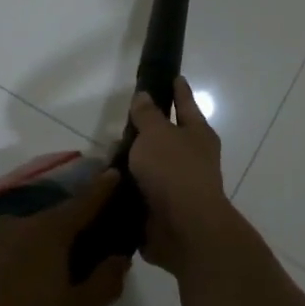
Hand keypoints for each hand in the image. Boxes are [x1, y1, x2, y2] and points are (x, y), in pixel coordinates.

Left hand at [0, 171, 128, 305]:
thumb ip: (103, 285)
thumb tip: (120, 256)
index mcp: (49, 233)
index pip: (84, 203)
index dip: (103, 190)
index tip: (115, 173)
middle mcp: (16, 224)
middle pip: (51, 223)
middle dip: (68, 234)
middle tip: (81, 257)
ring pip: (19, 241)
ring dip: (34, 255)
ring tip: (40, 286)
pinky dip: (5, 268)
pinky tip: (2, 298)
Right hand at [127, 78, 230, 276]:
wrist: (185, 229)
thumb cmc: (174, 171)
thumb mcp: (156, 134)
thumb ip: (147, 115)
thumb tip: (145, 97)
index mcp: (198, 134)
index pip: (186, 103)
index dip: (178, 90)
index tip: (174, 76)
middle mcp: (193, 158)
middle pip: (169, 137)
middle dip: (149, 130)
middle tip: (124, 120)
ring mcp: (180, 187)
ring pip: (153, 167)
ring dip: (135, 164)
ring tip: (107, 156)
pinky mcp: (164, 212)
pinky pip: (142, 194)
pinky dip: (128, 190)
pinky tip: (108, 185)